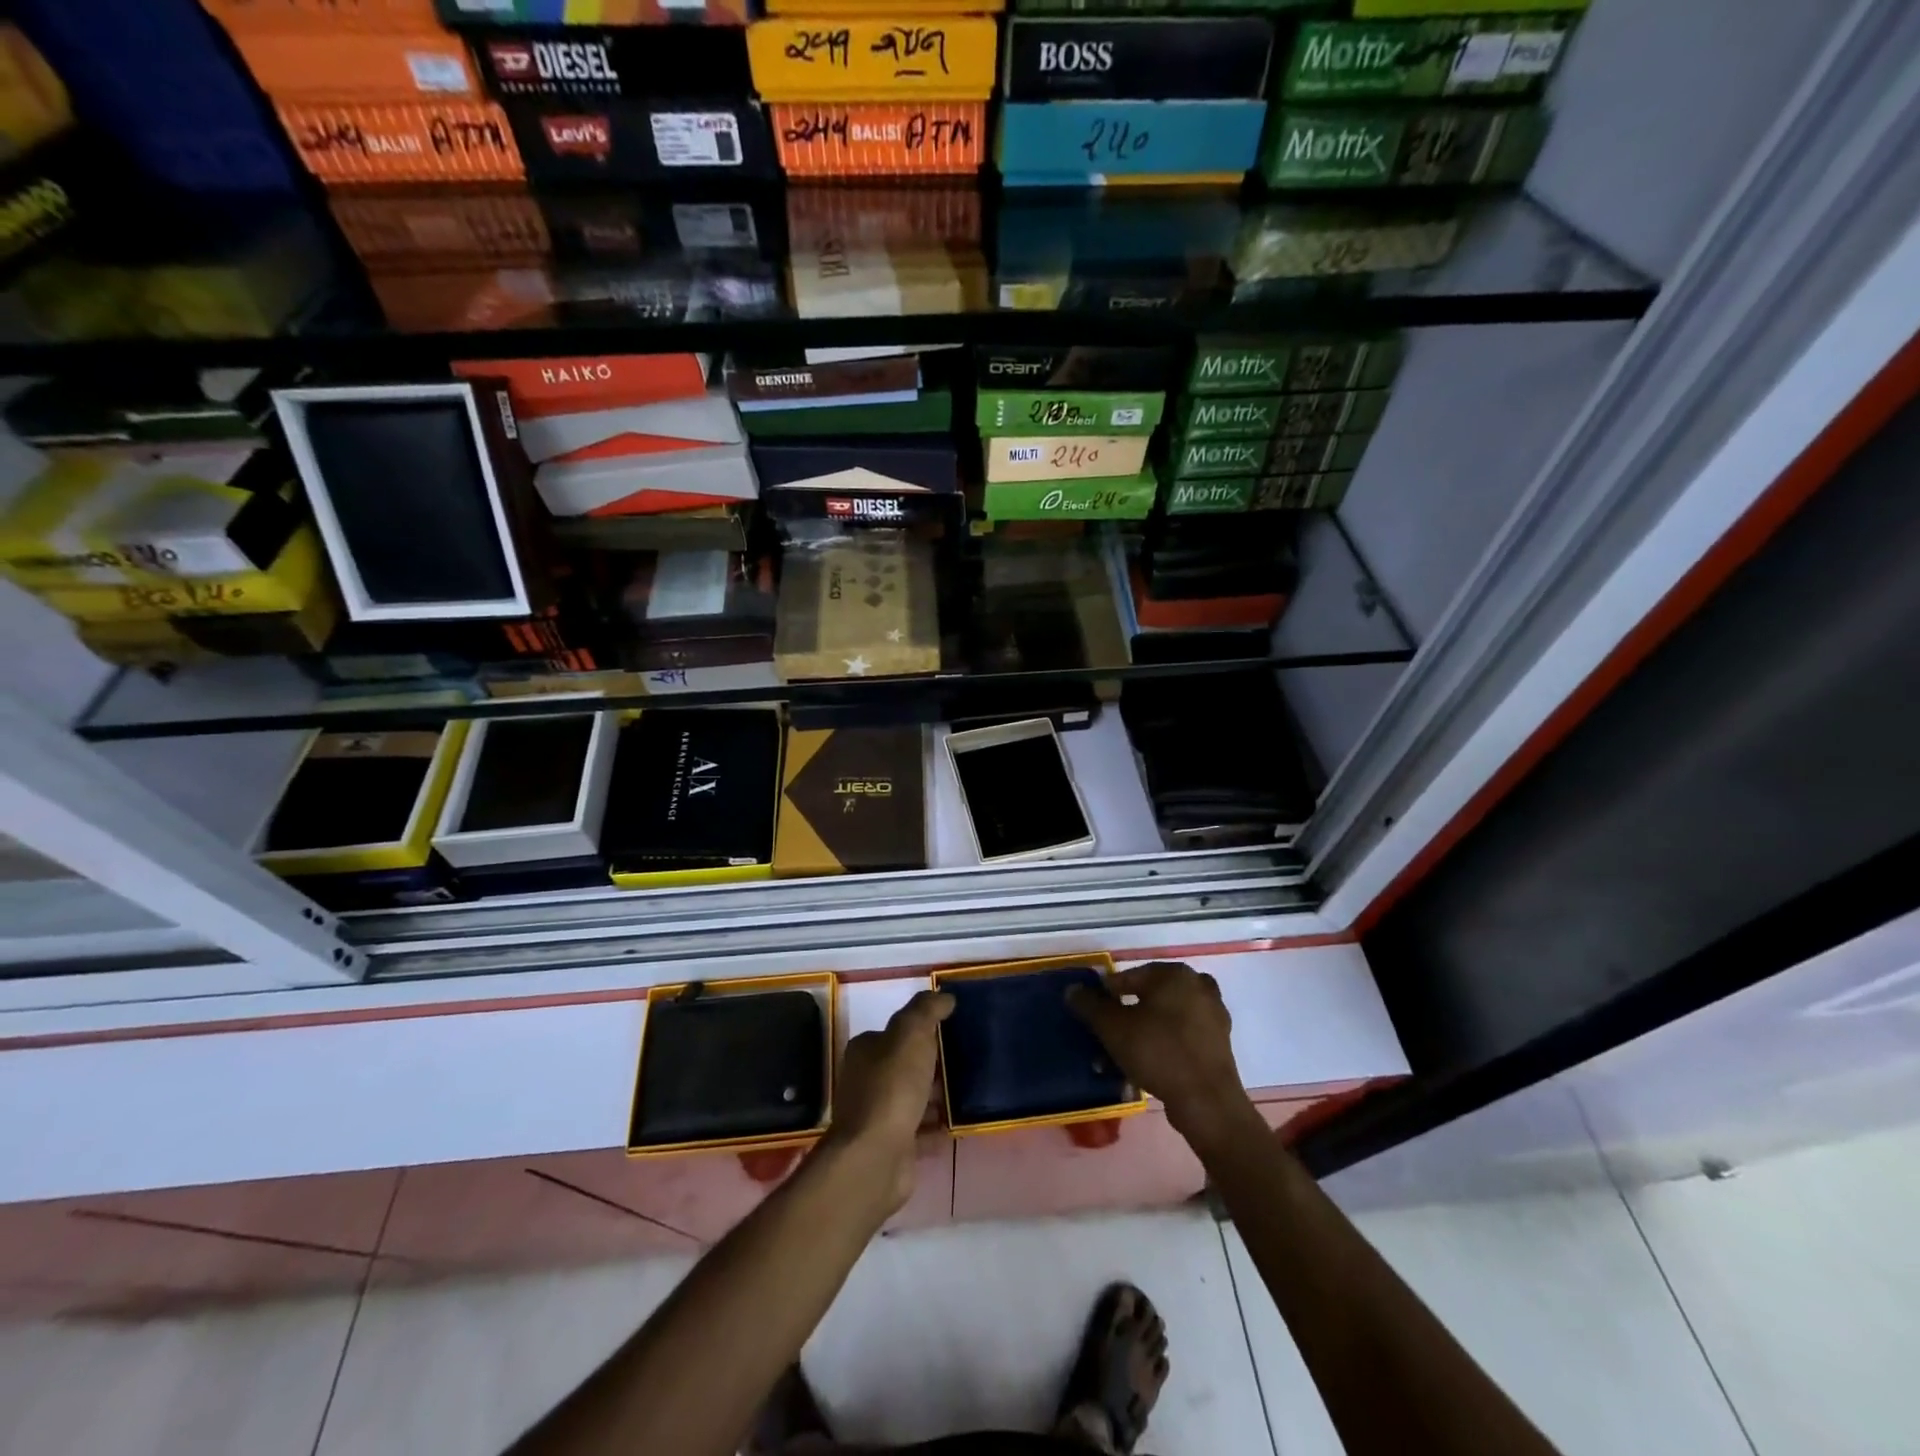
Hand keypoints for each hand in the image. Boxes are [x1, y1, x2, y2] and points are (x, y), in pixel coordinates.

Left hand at [825, 989, 953, 1210]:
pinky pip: (922, 1130)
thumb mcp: (910, 1034)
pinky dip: (939, 1125)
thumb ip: (926, 1010)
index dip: (922, 1029)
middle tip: (968, 1058)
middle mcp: (867, 1081)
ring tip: (971, 1088)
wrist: (876, 1157)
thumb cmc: (892, 1087)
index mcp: (866, 1050)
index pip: (895, 1031)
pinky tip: (961, 1121)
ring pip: (914, 1097)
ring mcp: (879, 1116)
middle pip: (905, 1065)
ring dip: (938, 1095)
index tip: (952, 1029)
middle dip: (933, 1063)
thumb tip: (944, 996)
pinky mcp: (894, 1146)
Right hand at [1068, 962, 1254, 1150]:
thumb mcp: (1113, 1027)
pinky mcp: (1218, 1044)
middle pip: (1148, 998)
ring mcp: (1212, 1015)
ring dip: (1141, 1034)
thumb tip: (1073, 989)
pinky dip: (1162, 1046)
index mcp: (1174, 974)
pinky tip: (1145, 1067)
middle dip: (1124, 1018)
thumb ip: (1089, 1004)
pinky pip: (1180, 1037)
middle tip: (1107, 1038)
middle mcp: (1197, 986)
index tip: (1092, 1016)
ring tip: (1121, 1058)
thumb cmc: (1158, 1052)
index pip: (1128, 977)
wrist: (1207, 1102)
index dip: (1105, 996)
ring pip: (1164, 1019)